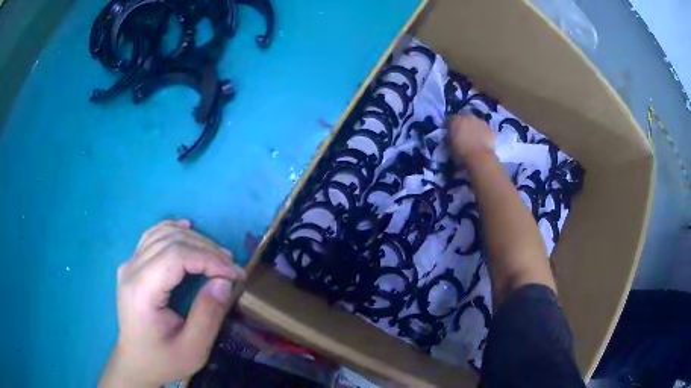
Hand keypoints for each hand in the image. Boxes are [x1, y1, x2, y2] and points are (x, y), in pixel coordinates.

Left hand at [99, 219, 245, 387]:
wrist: (136, 362)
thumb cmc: (164, 360)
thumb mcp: (193, 349)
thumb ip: (208, 315)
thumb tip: (223, 281)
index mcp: (141, 291)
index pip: (175, 256)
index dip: (208, 259)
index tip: (234, 274)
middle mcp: (131, 270)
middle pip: (170, 241)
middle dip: (206, 249)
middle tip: (231, 267)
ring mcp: (129, 264)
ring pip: (162, 234)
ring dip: (194, 239)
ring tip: (217, 255)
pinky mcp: (132, 265)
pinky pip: (153, 236)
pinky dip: (173, 230)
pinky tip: (187, 229)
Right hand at [447, 113, 495, 163]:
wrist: (479, 158)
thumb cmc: (460, 153)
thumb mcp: (449, 146)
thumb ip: (449, 137)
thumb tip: (449, 136)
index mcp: (455, 120)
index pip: (450, 119)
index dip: (450, 126)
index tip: (450, 133)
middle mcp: (468, 117)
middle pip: (464, 116)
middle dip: (463, 122)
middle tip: (463, 133)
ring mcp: (480, 121)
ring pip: (476, 121)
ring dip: (474, 126)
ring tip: (475, 137)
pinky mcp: (490, 128)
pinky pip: (486, 129)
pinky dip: (484, 133)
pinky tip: (483, 141)